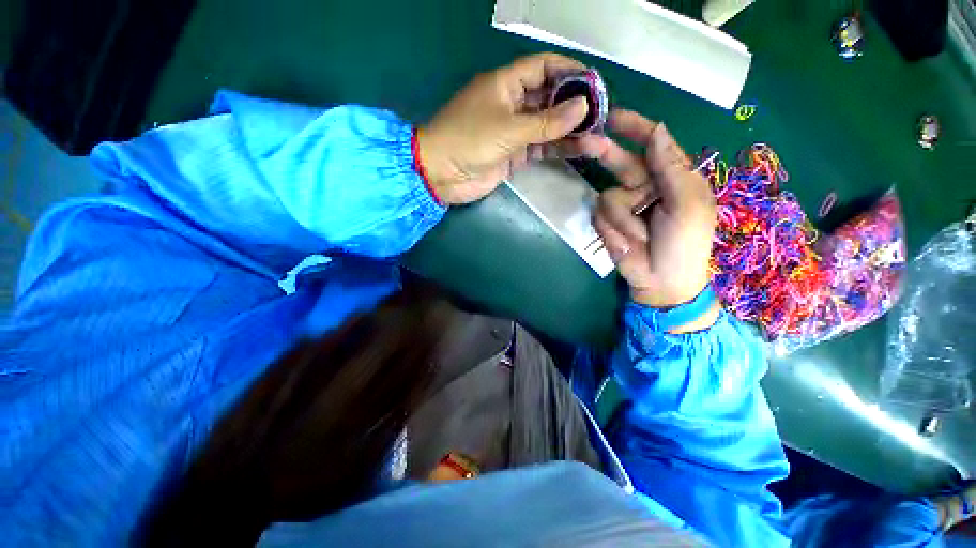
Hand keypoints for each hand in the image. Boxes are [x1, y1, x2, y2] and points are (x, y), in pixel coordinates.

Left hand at [417, 53, 590, 204]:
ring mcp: (514, 130)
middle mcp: (512, 103)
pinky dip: (558, 148)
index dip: (569, 70)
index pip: (543, 67)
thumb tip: (584, 107)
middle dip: (575, 106)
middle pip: (550, 98)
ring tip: (597, 137)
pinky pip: (540, 147)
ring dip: (570, 131)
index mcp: (506, 84)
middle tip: (602, 115)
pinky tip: (579, 150)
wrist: (442, 175)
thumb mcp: (509, 128)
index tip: (595, 82)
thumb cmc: (469, 141)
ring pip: (547, 126)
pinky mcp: (514, 153)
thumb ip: (547, 122)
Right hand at [581, 110, 718, 330]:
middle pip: (621, 162)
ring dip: (622, 218)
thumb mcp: (688, 206)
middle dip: (604, 152)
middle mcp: (645, 186)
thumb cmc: (685, 245)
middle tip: (583, 142)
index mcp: (672, 178)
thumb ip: (673, 168)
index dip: (635, 128)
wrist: (661, 283)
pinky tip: (627, 243)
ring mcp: (623, 206)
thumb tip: (657, 131)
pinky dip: (613, 229)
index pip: (653, 144)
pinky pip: (600, 216)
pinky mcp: (607, 223)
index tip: (614, 116)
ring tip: (639, 237)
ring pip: (608, 196)